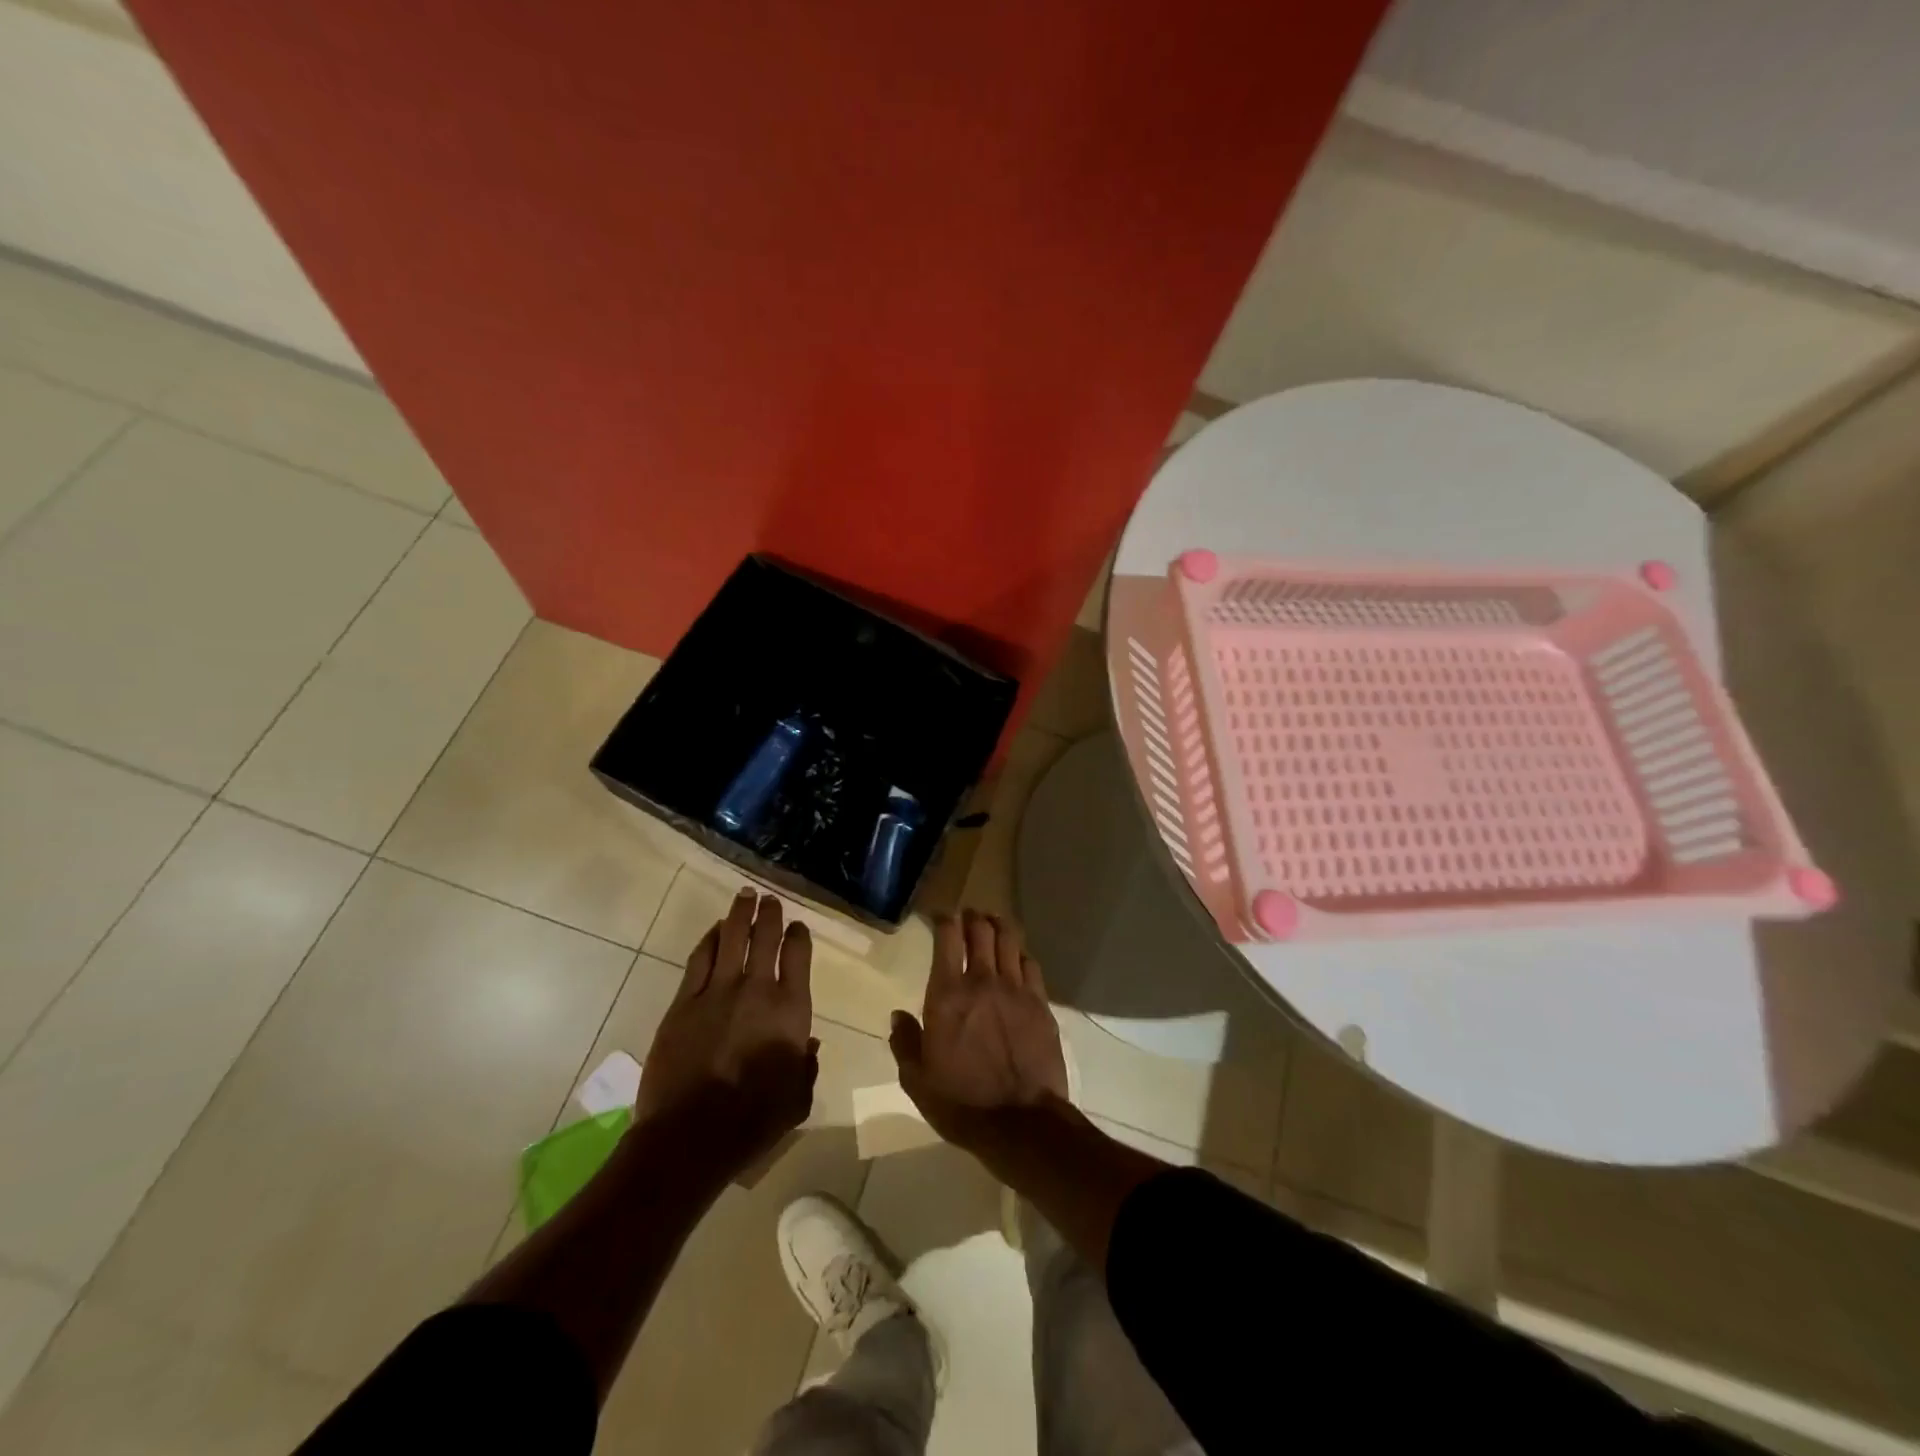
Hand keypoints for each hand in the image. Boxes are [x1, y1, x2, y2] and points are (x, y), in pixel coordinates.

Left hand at [637, 889, 817, 1169]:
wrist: (691, 1136)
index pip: (798, 956)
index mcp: (790, 1010)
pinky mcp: (684, 1003)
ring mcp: (717, 992)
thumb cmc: (753, 1121)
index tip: (797, 926)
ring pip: (731, 939)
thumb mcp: (797, 1098)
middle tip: (769, 898)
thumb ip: (807, 1066)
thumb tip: (810, 1045)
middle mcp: (757, 989)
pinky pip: (699, 960)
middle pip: (764, 937)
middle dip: (769, 914)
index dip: (798, 936)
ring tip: (744, 897)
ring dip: (739, 915)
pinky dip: (709, 940)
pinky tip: (714, 931)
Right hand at [889, 909, 1068, 1149]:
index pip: (947, 938)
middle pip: (981, 930)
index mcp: (947, 994)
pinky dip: (1021, 954)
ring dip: (999, 926)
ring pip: (1009, 940)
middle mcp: (982, 981)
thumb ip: (905, 1042)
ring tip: (993, 922)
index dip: (943, 919)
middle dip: (973, 917)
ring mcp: (1016, 990)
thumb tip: (898, 1016)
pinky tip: (1018, 957)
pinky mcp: (1041, 1004)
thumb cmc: (961, 1103)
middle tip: (968, 915)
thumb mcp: (917, 1080)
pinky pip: (1031, 965)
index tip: (940, 916)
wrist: (1020, 1122)